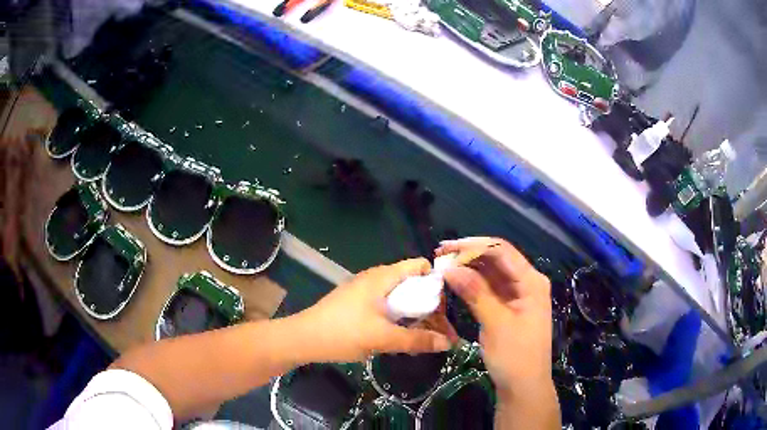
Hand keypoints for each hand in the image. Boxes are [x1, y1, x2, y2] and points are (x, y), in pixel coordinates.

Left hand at [294, 258, 452, 362]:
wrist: (302, 339)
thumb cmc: (342, 333)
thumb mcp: (382, 338)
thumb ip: (416, 340)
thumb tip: (448, 343)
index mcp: (382, 277)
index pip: (418, 265)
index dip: (436, 281)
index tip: (447, 305)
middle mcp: (375, 279)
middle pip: (411, 282)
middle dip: (428, 303)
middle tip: (440, 326)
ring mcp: (364, 291)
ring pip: (398, 296)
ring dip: (413, 312)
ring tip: (426, 332)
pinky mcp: (357, 304)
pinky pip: (386, 304)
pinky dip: (398, 316)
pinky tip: (402, 333)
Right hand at [436, 237, 552, 396]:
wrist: (523, 387)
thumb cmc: (515, 356)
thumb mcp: (496, 323)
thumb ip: (475, 292)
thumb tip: (450, 268)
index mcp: (532, 281)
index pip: (502, 251)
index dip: (474, 246)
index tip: (446, 249)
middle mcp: (527, 282)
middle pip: (497, 259)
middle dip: (470, 255)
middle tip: (440, 255)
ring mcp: (518, 295)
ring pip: (492, 273)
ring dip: (469, 268)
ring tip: (443, 266)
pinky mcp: (509, 307)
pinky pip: (490, 288)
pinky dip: (474, 284)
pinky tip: (456, 281)